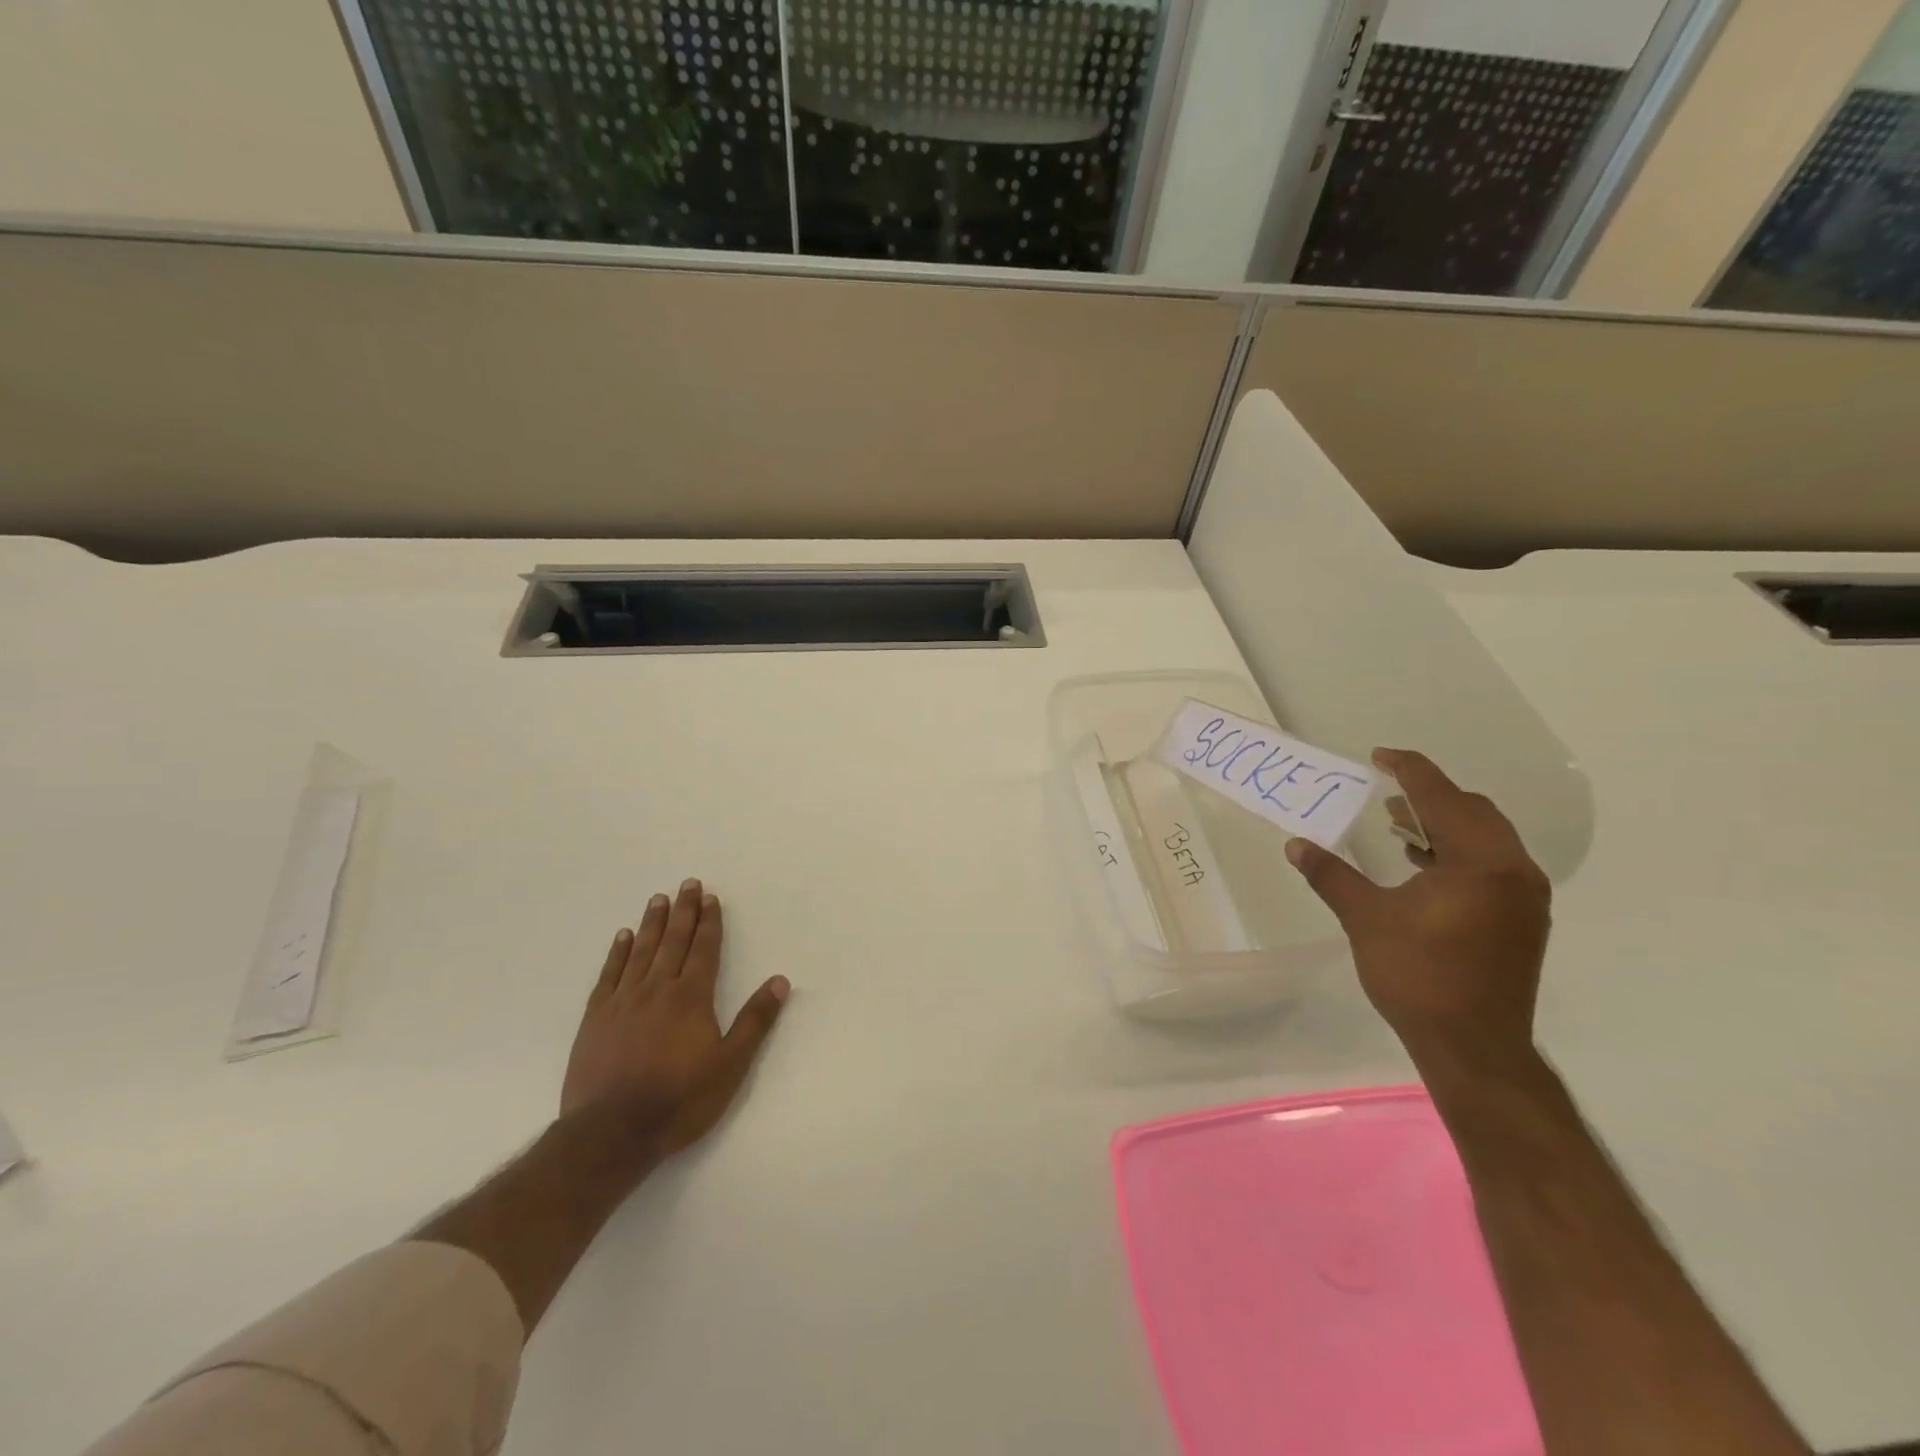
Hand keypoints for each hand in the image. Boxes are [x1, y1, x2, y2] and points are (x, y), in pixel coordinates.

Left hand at [561, 879, 789, 1156]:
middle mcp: (658, 989)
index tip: (710, 898)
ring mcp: (623, 1001)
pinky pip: (609, 974)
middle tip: (688, 884)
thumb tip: (780, 981)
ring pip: (641, 951)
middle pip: (673, 941)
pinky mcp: (595, 1018)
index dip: (709, 922)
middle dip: (684, 911)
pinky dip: (617, 953)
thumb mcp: (730, 1065)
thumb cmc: (680, 1100)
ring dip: (652, 923)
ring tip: (658, 899)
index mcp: (692, 997)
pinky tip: (623, 937)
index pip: (703, 950)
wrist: (611, 1132)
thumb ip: (755, 1021)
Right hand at [1286, 749, 1550, 1080]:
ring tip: (1397, 825)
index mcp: (1479, 862)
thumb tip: (1296, 845)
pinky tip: (1421, 865)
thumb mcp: (1365, 919)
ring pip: (1485, 837)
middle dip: (1428, 795)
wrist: (1474, 1048)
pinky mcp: (1522, 920)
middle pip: (1472, 811)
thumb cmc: (1418, 976)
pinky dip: (1457, 851)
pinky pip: (1490, 863)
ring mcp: (1524, 897)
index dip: (1408, 771)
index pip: (1442, 797)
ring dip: (1443, 823)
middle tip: (1385, 792)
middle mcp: (1512, 870)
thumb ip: (1331, 875)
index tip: (1378, 756)